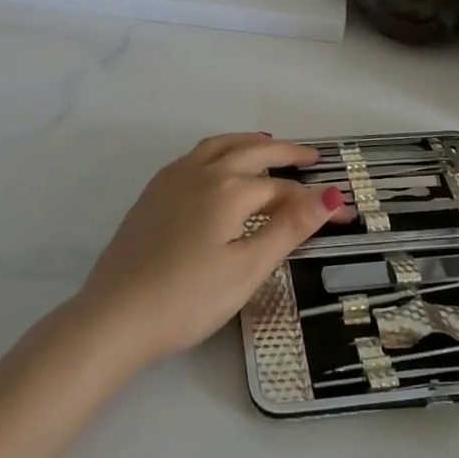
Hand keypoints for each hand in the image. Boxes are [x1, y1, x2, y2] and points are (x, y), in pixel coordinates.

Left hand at [75, 133, 344, 367]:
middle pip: (252, 152)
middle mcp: (203, 171)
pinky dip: (219, 149)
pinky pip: (195, 155)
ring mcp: (173, 178)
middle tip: (311, 156)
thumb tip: (330, 195)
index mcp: (230, 189)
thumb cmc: (189, 298)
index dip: (314, 201)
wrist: (116, 316)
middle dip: (285, 152)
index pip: (283, 189)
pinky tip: (218, 165)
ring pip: (220, 145)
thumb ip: (289, 228)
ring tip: (267, 144)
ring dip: (248, 142)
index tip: (342, 213)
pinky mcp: (153, 192)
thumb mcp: (247, 268)